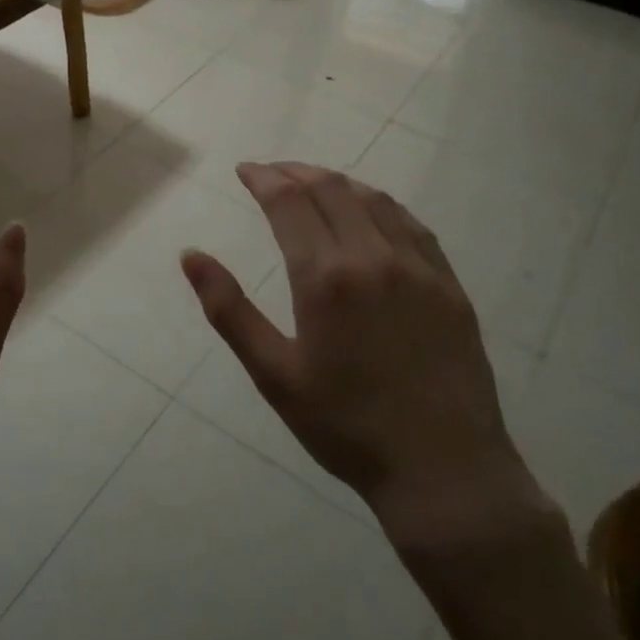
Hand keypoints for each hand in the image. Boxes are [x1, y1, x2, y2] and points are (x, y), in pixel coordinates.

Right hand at [180, 162, 547, 555]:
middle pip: (330, 189)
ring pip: (372, 199)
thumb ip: (229, 310)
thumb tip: (190, 255)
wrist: (443, 469)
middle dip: (295, 172)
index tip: (245, 170)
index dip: (264, 178)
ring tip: (312, 184)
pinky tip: (370, 211)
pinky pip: (411, 224)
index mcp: (325, 278)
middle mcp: (372, 257)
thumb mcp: (274, 375)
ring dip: (336, 182)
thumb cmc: (346, 426)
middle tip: (271, 172)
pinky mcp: (449, 284)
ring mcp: (418, 267)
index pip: (289, 202)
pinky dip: (380, 204)